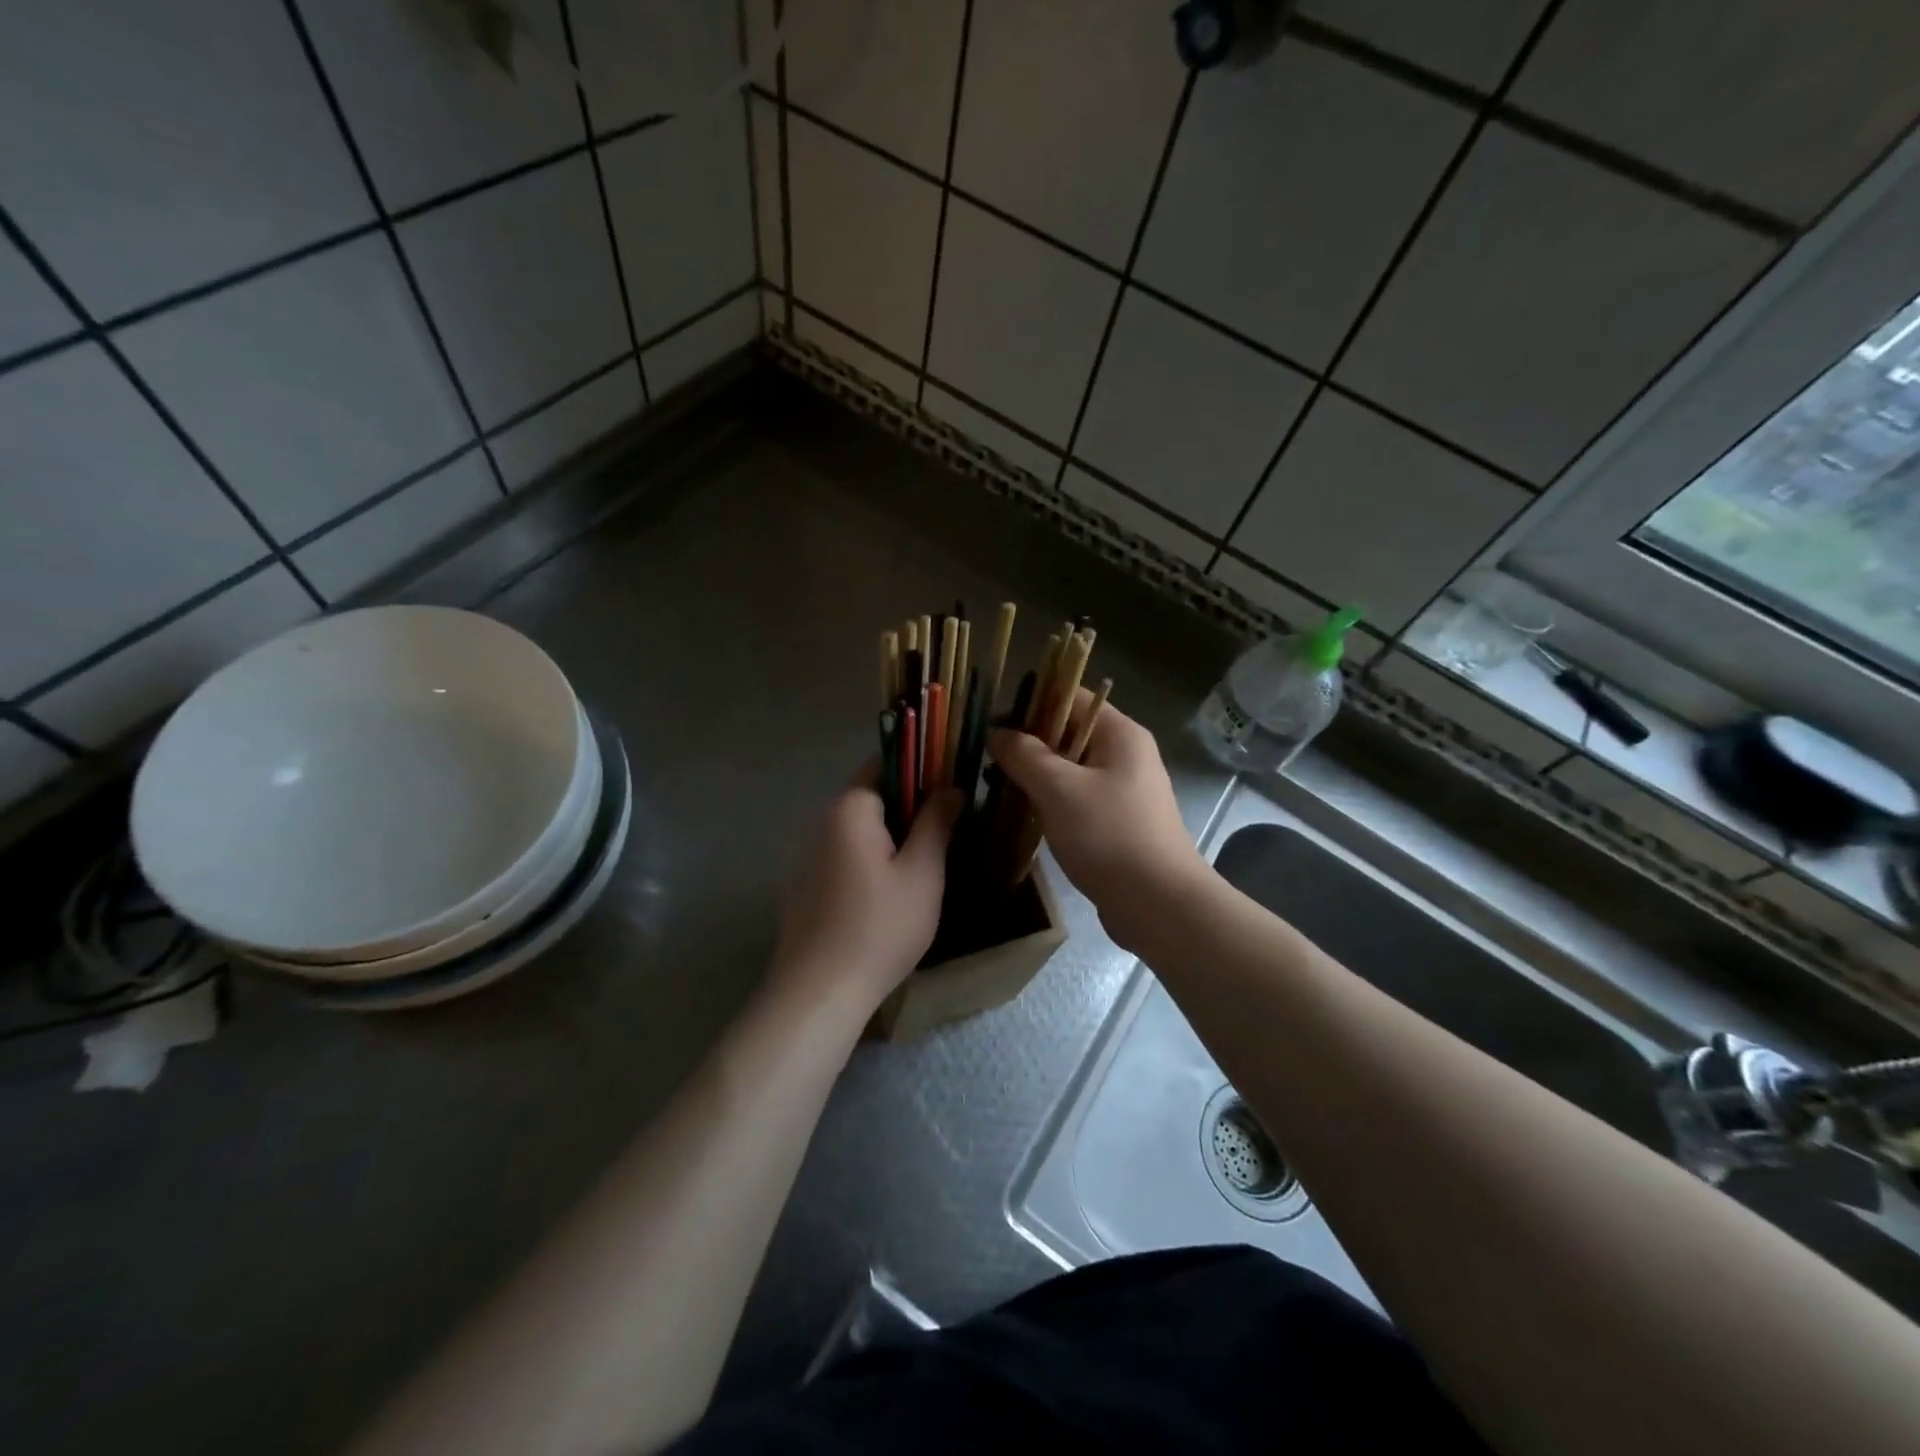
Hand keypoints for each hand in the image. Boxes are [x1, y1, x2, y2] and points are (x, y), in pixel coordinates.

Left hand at [772, 770, 961, 1008]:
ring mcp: (809, 856)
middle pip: (873, 797)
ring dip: (892, 838)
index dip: (922, 770)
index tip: (952, 789)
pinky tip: (891, 895)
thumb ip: (936, 822)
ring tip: (927, 865)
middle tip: (948, 832)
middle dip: (911, 808)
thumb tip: (949, 787)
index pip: (886, 763)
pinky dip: (871, 862)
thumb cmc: (880, 927)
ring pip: (861, 831)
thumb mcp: (922, 873)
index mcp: (850, 809)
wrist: (818, 993)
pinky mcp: (805, 886)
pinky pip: (846, 857)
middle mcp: (822, 822)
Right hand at [988, 701, 1207, 950]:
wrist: (1157, 904)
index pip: (1071, 696)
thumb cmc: (1109, 835)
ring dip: (1035, 774)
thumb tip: (997, 733)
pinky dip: (1050, 800)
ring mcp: (1123, 790)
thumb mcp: (1059, 789)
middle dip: (1027, 742)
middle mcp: (1126, 754)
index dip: (1030, 703)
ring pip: (1070, 768)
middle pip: (1069, 732)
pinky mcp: (1117, 822)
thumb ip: (1024, 755)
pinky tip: (1022, 813)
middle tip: (985, 756)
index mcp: (1120, 734)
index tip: (992, 721)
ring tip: (995, 784)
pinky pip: (1076, 798)